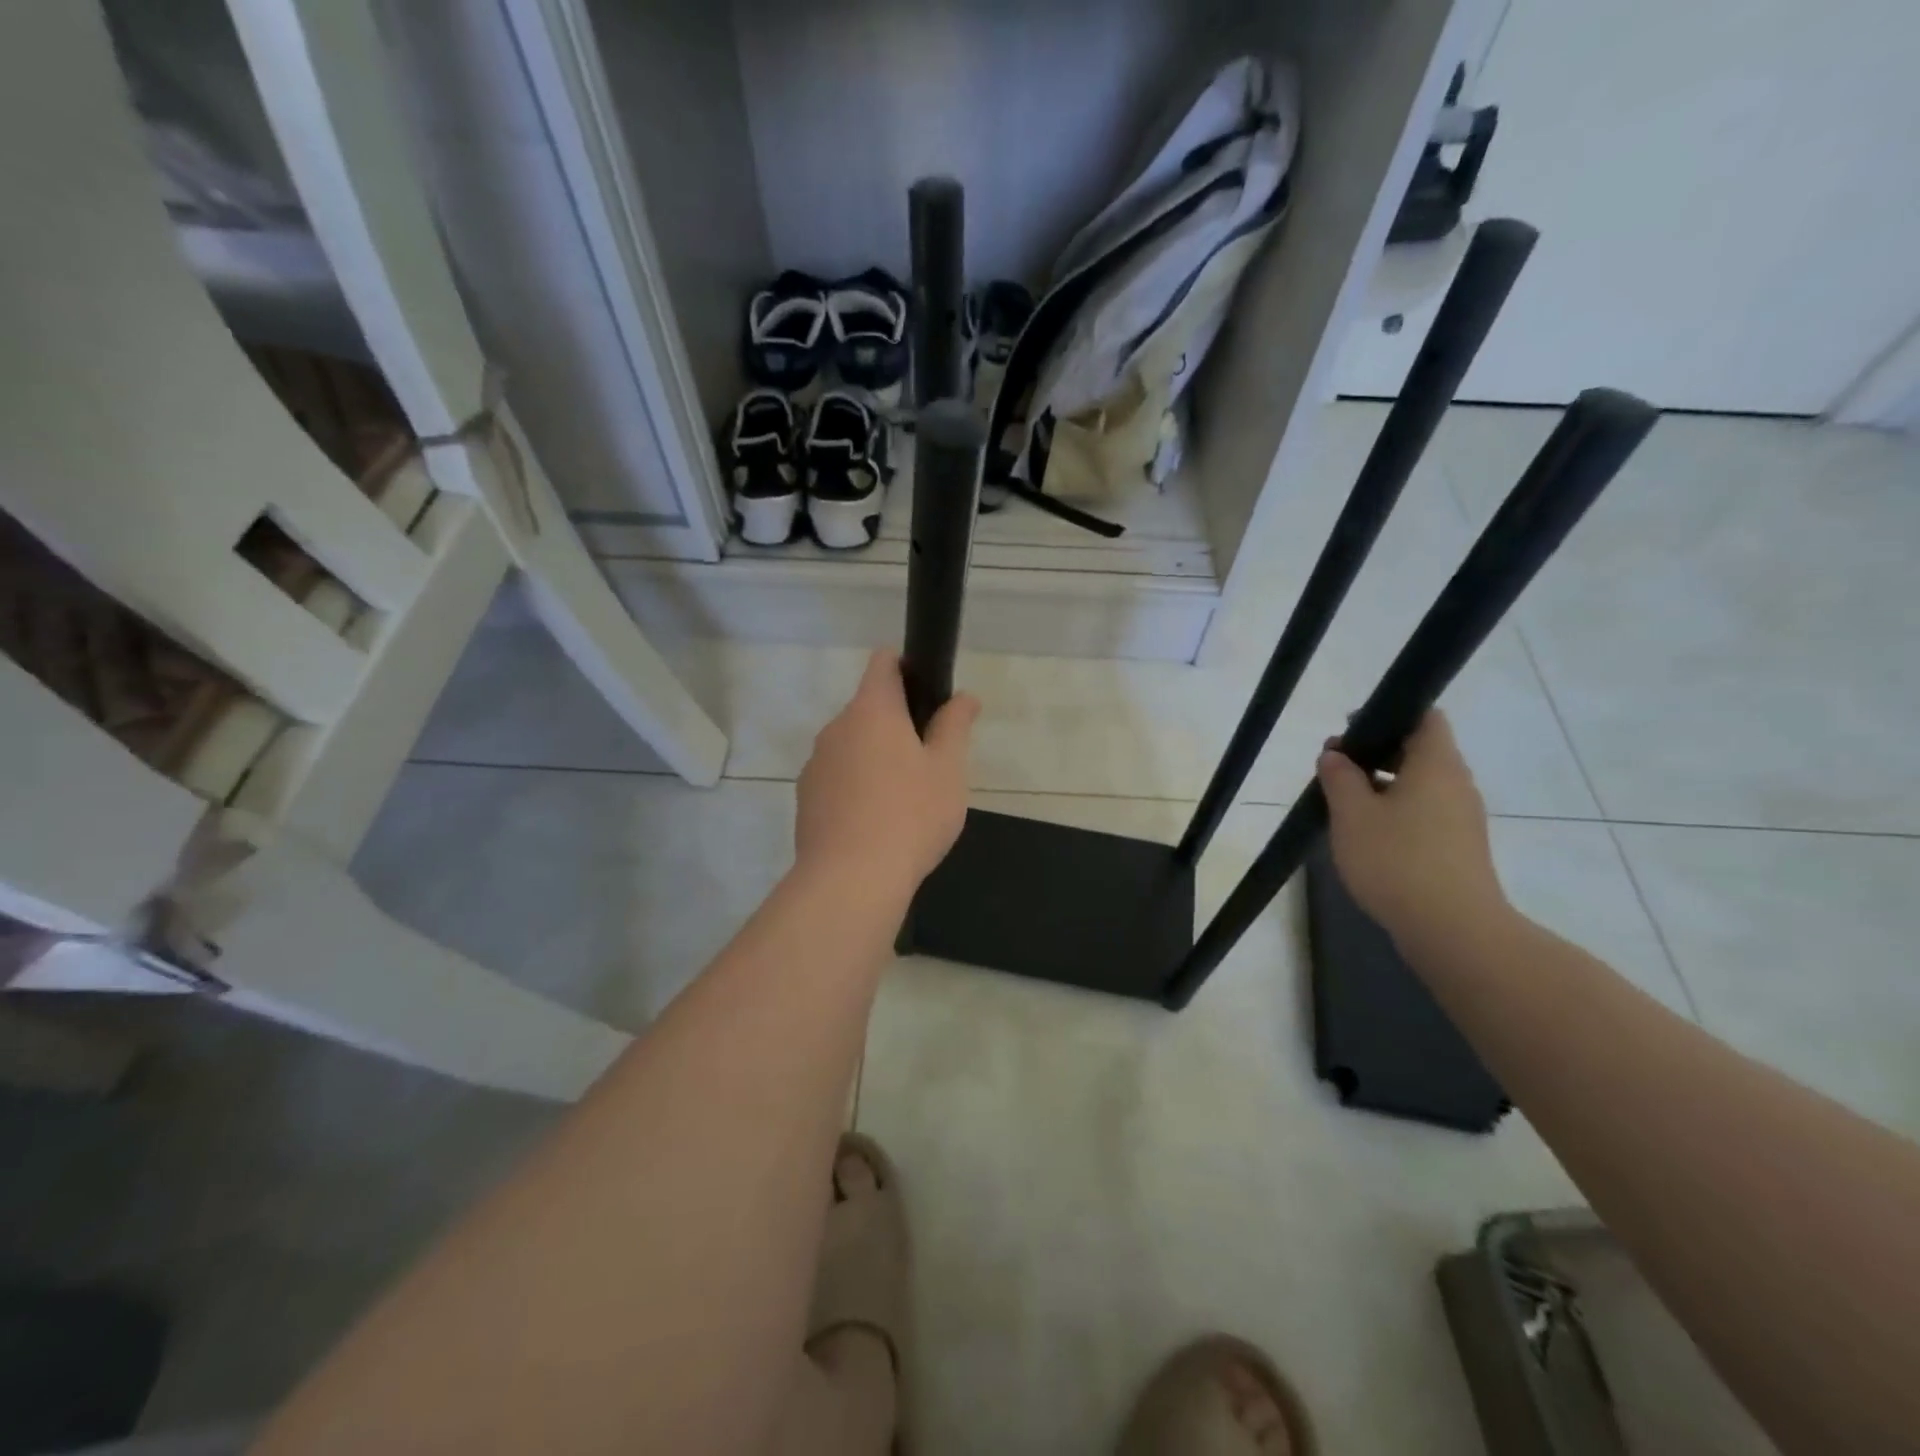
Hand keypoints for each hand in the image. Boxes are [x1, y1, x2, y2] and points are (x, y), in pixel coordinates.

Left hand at [795, 650, 979, 894]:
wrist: (851, 880)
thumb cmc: (910, 815)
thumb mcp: (948, 769)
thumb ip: (955, 726)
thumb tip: (964, 696)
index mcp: (872, 710)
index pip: (883, 663)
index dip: (907, 667)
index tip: (929, 694)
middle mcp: (836, 728)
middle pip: (869, 709)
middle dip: (897, 724)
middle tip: (930, 761)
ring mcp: (815, 764)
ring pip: (852, 746)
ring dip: (876, 757)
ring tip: (904, 799)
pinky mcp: (805, 798)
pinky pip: (837, 778)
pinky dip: (856, 787)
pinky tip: (876, 822)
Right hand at [1316, 710, 1508, 953]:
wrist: (1452, 929)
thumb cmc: (1397, 860)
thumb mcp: (1352, 814)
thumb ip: (1340, 777)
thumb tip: (1336, 755)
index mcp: (1436, 764)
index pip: (1425, 717)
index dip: (1388, 716)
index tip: (1351, 733)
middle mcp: (1457, 784)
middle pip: (1419, 751)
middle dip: (1376, 754)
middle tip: (1335, 769)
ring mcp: (1462, 818)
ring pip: (1420, 785)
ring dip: (1383, 786)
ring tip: (1344, 806)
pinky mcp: (1459, 848)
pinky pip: (1426, 813)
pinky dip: (1397, 812)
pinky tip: (1368, 836)